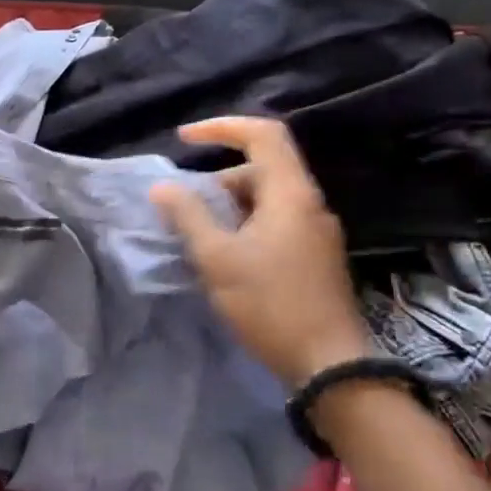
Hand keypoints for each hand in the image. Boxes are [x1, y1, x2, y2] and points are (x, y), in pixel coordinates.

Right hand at [151, 117, 370, 387]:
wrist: (327, 363)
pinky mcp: (315, 256)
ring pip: (267, 198)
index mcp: (291, 194)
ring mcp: (316, 232)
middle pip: (262, 168)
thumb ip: (188, 216)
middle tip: (185, 206)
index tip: (184, 139)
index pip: (263, 134)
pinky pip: (275, 222)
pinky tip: (225, 255)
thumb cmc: (269, 303)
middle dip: (218, 178)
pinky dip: (245, 224)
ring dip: (229, 205)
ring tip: (199, 235)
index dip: (222, 127)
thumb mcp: (216, 257)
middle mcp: (309, 204)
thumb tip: (162, 187)